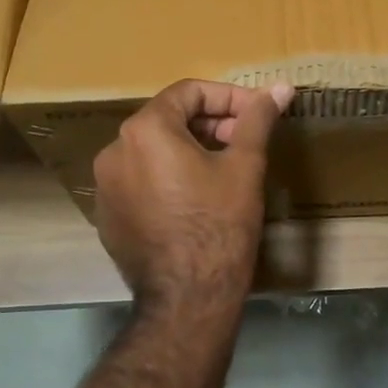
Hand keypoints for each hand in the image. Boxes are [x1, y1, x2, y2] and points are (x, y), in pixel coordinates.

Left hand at [92, 78, 293, 316]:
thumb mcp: (244, 166)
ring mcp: (106, 187)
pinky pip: (141, 181)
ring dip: (190, 149)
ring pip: (154, 150)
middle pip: (169, 119)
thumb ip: (258, 119)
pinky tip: (197, 199)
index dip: (230, 97)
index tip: (258, 114)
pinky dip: (169, 177)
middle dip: (211, 123)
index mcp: (144, 130)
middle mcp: (114, 151)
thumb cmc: (219, 225)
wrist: (186, 300)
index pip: (189, 92)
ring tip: (225, 168)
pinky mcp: (108, 217)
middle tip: (245, 141)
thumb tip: (281, 86)